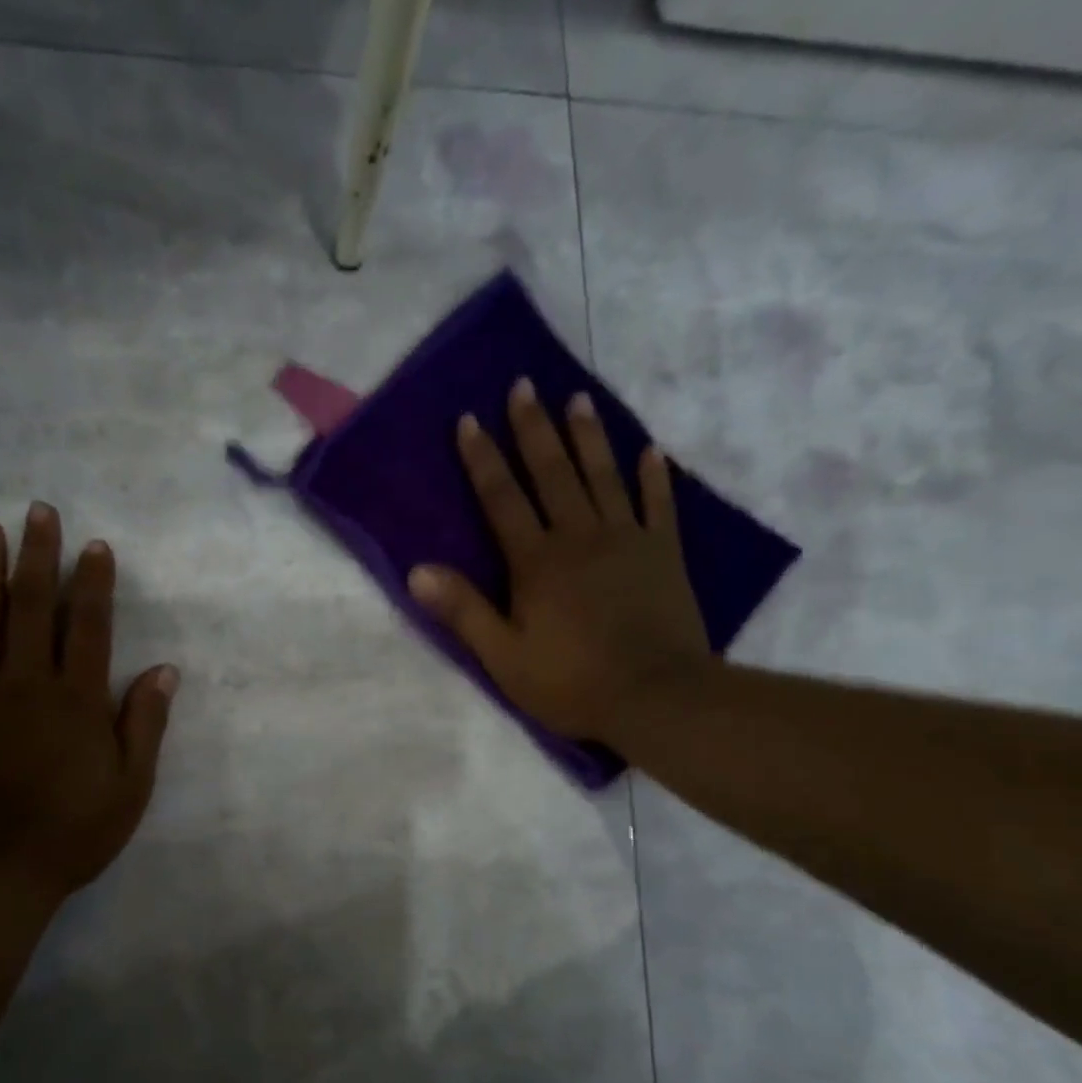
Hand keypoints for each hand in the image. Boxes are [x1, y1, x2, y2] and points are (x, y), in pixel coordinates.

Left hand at [0, 503, 177, 904]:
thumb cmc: (69, 833)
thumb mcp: (129, 788)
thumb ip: (144, 724)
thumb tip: (164, 670)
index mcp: (77, 699)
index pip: (89, 626)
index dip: (93, 583)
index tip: (94, 545)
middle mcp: (27, 682)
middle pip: (34, 607)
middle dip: (39, 556)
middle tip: (40, 511)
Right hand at [408, 379, 710, 744]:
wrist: (657, 697)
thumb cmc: (571, 682)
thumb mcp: (504, 656)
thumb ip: (463, 611)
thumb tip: (417, 571)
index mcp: (536, 561)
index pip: (502, 499)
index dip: (482, 459)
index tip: (468, 419)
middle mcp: (580, 537)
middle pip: (553, 473)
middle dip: (533, 428)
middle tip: (523, 385)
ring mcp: (628, 539)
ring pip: (604, 475)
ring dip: (588, 436)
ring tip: (577, 397)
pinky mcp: (664, 553)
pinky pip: (660, 504)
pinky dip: (655, 475)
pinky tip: (651, 449)